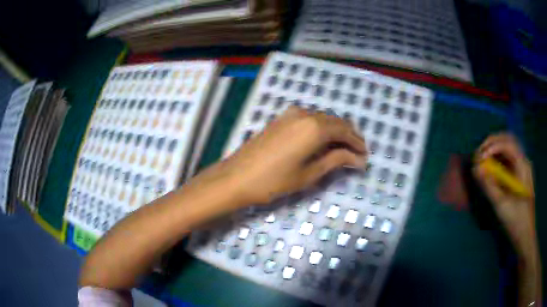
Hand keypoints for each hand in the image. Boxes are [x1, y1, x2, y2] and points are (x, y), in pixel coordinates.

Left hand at [193, 106, 366, 205]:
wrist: (236, 177)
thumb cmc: (274, 180)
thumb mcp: (309, 173)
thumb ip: (335, 160)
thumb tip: (357, 159)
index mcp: (315, 127)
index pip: (345, 131)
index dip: (357, 143)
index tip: (365, 156)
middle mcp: (305, 114)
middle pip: (335, 122)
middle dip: (349, 136)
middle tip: (357, 153)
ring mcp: (291, 114)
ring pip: (322, 119)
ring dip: (335, 132)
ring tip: (343, 149)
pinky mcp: (281, 119)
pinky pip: (309, 119)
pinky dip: (320, 129)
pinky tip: (322, 141)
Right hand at [473, 133, 535, 255]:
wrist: (525, 235)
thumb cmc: (516, 221)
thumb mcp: (502, 205)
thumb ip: (489, 185)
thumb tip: (476, 169)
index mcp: (523, 166)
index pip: (508, 144)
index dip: (492, 146)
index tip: (479, 158)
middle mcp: (523, 161)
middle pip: (508, 140)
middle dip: (492, 143)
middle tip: (479, 154)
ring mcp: (522, 167)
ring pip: (508, 148)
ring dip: (494, 150)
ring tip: (482, 160)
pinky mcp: (519, 175)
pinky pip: (508, 160)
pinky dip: (498, 160)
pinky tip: (491, 169)